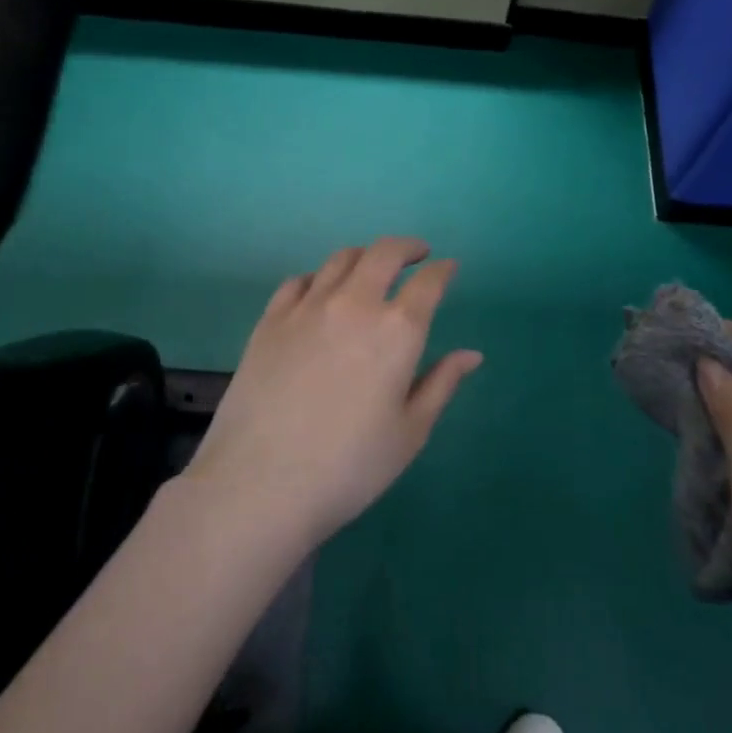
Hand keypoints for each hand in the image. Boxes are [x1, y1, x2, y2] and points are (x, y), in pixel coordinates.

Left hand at [185, 237, 482, 552]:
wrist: (260, 484)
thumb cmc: (349, 467)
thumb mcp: (409, 432)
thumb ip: (441, 384)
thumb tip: (471, 354)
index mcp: (397, 331)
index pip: (428, 283)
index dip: (443, 271)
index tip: (448, 268)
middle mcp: (354, 304)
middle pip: (383, 253)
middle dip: (406, 247)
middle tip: (416, 254)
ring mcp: (306, 308)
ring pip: (340, 259)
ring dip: (365, 256)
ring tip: (372, 268)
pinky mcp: (270, 320)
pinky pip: (298, 280)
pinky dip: (319, 277)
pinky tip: (321, 291)